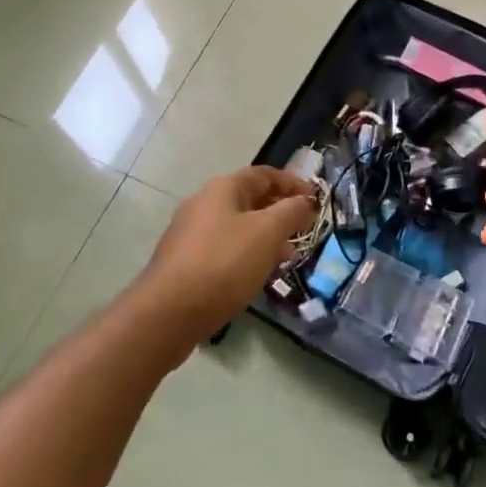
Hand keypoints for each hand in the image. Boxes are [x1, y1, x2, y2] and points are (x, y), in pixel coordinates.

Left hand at [131, 166, 317, 353]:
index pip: (265, 174)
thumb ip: (291, 212)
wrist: (169, 312)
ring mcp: (191, 233)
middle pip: (250, 198)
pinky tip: (258, 273)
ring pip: (238, 225)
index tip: (316, 201)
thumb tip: (305, 201)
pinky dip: (247, 252)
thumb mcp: (267, 233)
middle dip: (280, 211)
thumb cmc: (224, 263)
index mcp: (223, 189)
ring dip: (266, 234)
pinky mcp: (186, 261)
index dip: (293, 183)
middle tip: (304, 229)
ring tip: (287, 255)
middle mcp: (203, 204)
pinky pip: (225, 247)